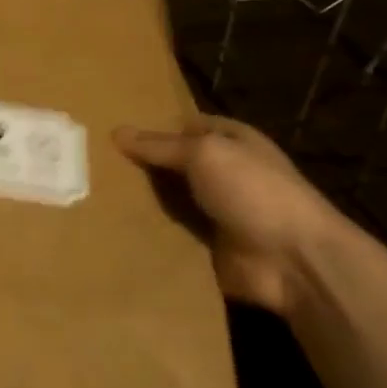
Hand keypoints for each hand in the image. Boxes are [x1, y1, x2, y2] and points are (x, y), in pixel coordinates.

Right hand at [114, 116, 350, 316]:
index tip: (112, 130)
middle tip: (92, 162)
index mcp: (230, 141)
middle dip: (140, 165)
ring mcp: (215, 211)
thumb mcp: (204, 153)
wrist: (294, 261)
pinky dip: (149, 233)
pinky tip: (113, 226)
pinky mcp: (207, 247)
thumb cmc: (253, 190)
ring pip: (168, 200)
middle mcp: (223, 173)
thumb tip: (116, 132)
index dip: (153, 127)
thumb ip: (159, 145)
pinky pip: (171, 234)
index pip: (183, 126)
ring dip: (141, 200)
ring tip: (92, 192)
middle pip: (172, 164)